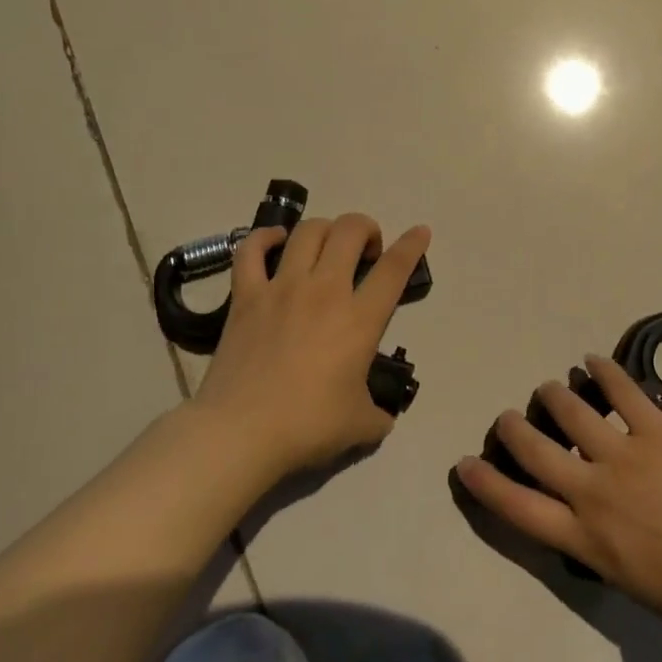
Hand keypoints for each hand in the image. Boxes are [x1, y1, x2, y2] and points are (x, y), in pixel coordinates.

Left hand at [195, 214, 430, 480]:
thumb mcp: (360, 425)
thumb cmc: (307, 426)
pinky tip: (275, 241)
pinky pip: (251, 250)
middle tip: (366, 252)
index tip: (420, 232)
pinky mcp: (246, 296)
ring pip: (308, 232)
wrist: (241, 432)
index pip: (394, 268)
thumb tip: (382, 416)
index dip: (412, 245)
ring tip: (328, 246)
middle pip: (350, 231)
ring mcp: (282, 288)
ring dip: (326, 229)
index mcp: (360, 319)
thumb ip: (379, 414)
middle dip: (366, 229)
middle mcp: (324, 291)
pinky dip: (265, 237)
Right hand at [455, 356, 661, 637]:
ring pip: (572, 413)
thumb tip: (598, 527)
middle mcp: (591, 491)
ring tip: (548, 388)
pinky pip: (624, 393)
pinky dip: (605, 373)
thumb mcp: (632, 583)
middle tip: (506, 417)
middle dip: (514, 431)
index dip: (487, 484)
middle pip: (536, 452)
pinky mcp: (656, 430)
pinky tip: (592, 361)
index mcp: (585, 538)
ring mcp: (623, 454)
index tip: (465, 463)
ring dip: (554, 397)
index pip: (519, 508)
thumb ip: (605, 550)